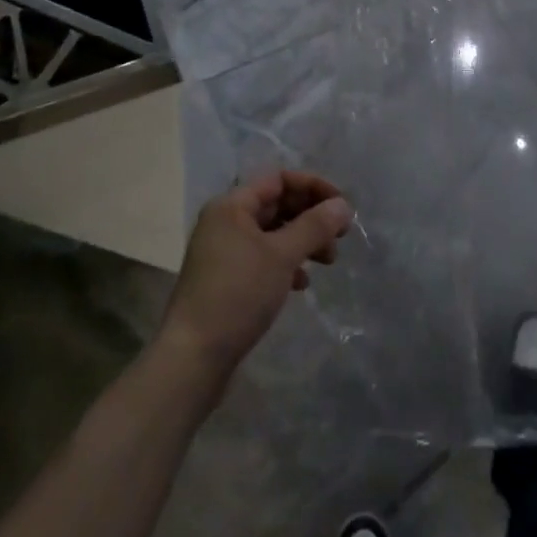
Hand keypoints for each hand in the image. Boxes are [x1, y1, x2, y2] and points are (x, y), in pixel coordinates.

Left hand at [157, 170, 352, 378]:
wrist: (194, 357)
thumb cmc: (238, 295)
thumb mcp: (282, 256)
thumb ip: (314, 226)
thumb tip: (343, 205)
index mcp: (232, 206)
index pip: (279, 179)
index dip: (313, 187)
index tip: (341, 207)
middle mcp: (226, 222)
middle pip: (277, 204)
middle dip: (311, 216)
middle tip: (340, 237)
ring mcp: (224, 252)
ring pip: (273, 233)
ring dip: (303, 241)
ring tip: (328, 262)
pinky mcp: (227, 280)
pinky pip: (264, 258)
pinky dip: (286, 263)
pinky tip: (302, 284)